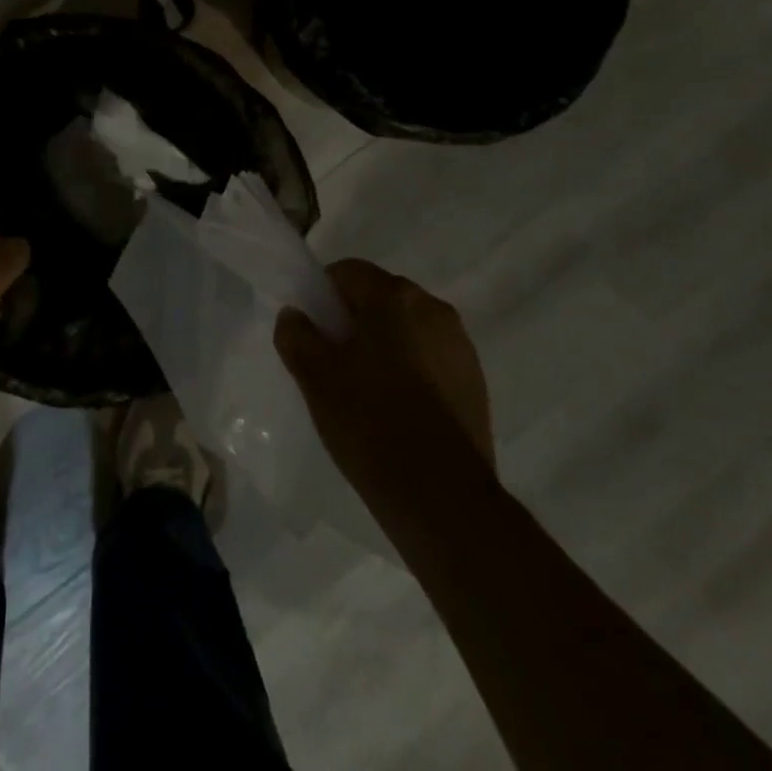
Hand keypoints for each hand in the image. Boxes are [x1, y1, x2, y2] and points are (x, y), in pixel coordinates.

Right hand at [275, 259, 494, 496]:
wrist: (443, 498)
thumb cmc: (370, 422)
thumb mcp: (315, 376)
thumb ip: (296, 335)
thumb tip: (296, 316)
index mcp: (394, 296)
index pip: (346, 272)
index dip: (322, 296)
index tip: (312, 333)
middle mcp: (433, 308)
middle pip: (379, 298)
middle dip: (353, 321)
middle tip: (332, 363)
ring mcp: (460, 345)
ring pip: (407, 329)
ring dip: (384, 346)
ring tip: (366, 391)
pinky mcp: (476, 382)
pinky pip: (430, 358)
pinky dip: (410, 370)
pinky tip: (398, 411)